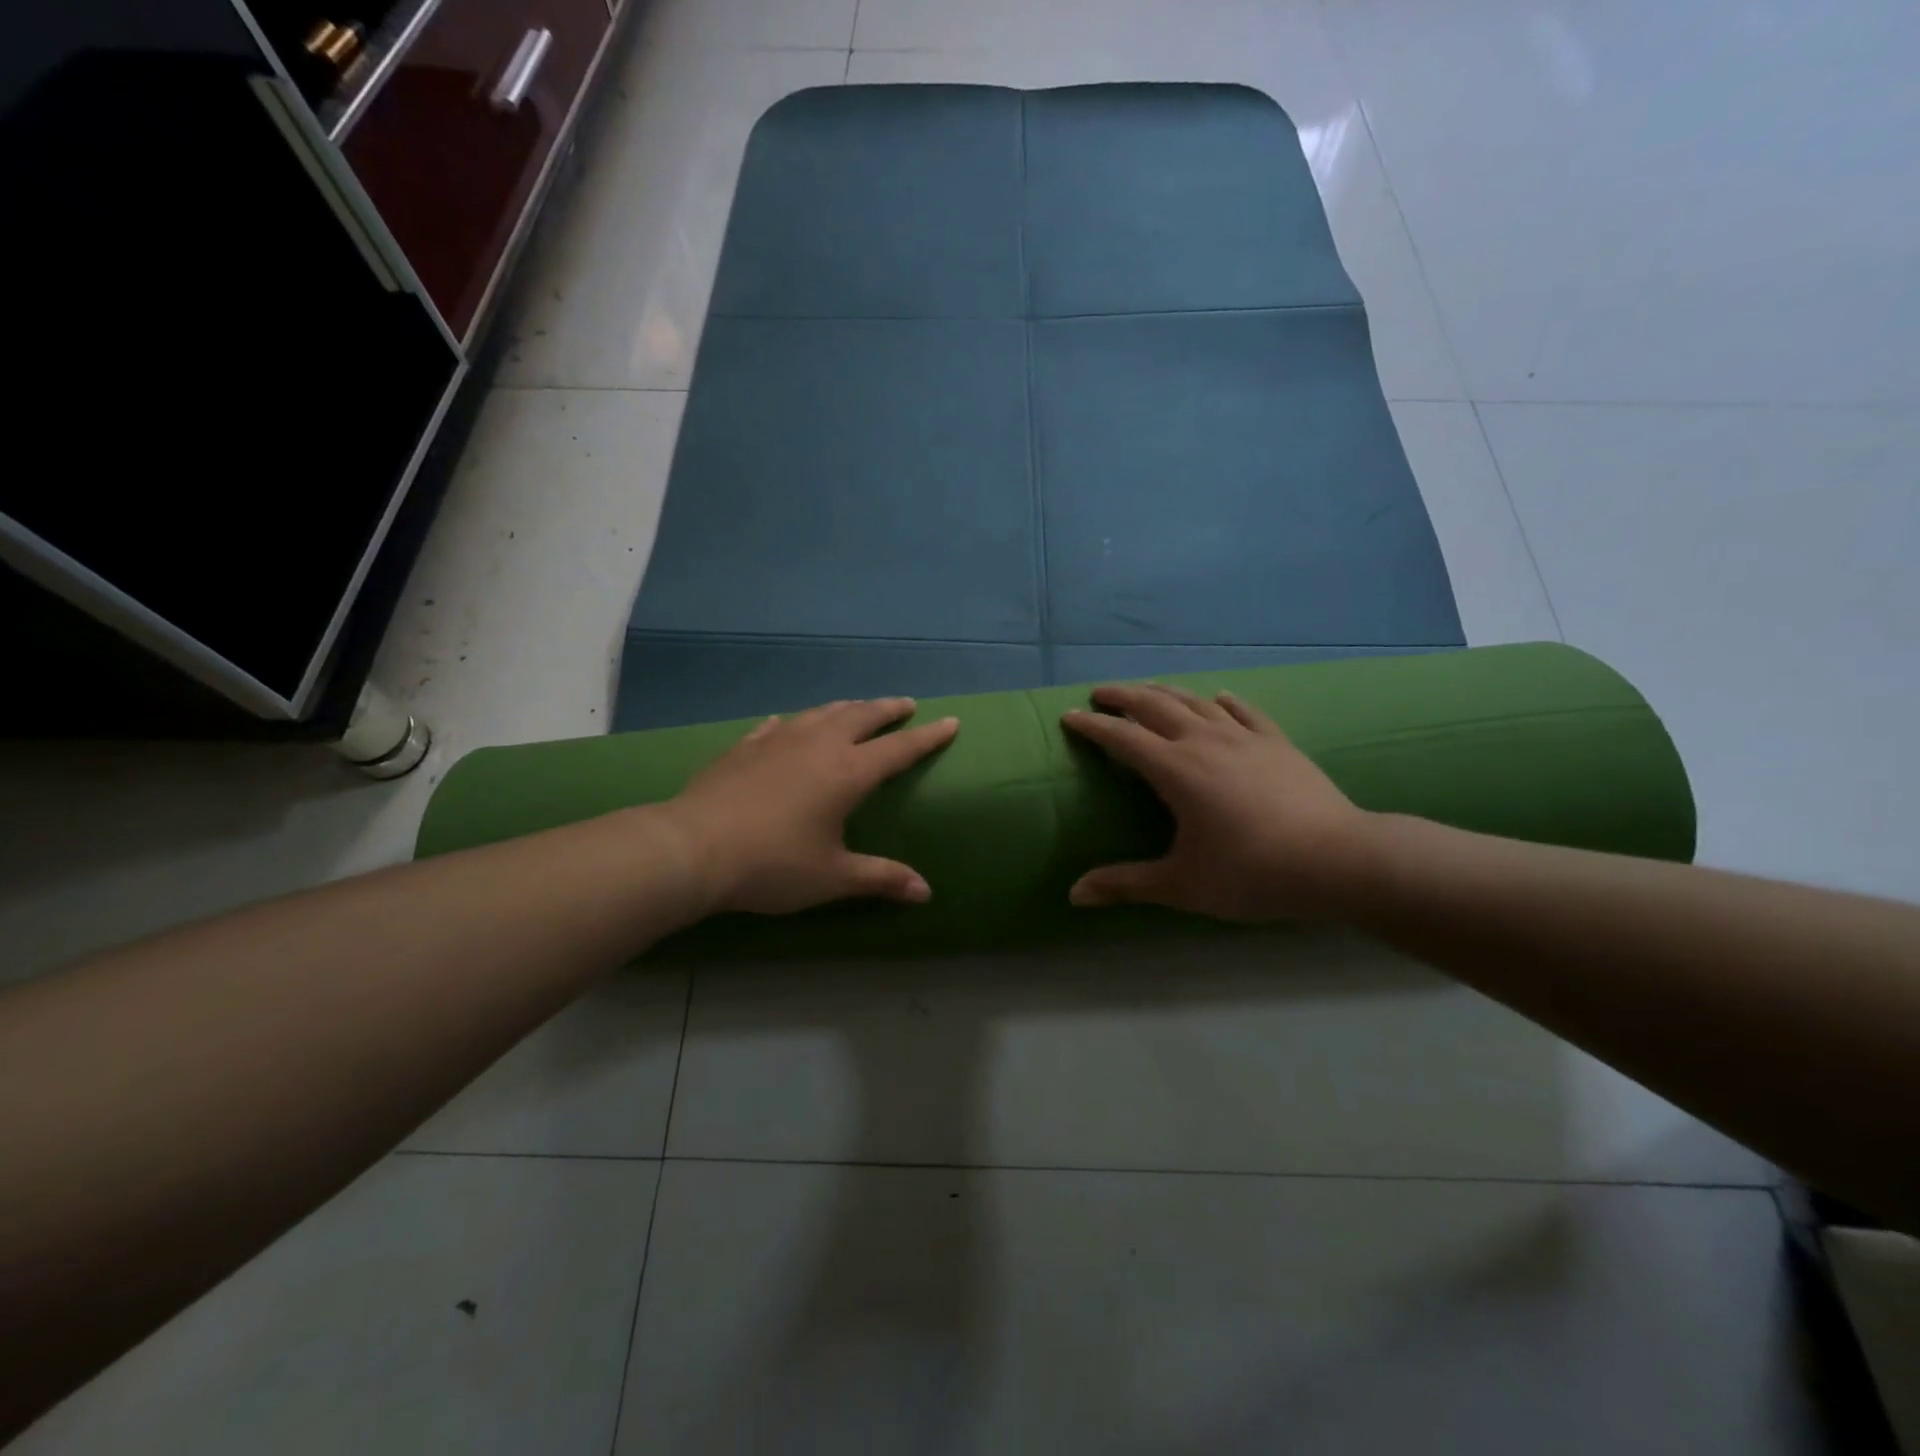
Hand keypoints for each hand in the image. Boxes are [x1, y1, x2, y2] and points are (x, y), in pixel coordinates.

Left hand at [658, 698, 958, 914]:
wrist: (693, 848)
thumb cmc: (773, 865)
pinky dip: (796, 722)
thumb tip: (926, 892)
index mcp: (848, 773)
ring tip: (858, 708)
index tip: (950, 721)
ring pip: (822, 713)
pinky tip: (788, 725)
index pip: (899, 749)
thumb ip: (881, 878)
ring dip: (847, 708)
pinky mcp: (745, 746)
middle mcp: (819, 746)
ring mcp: (779, 740)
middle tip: (906, 704)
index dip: (928, 737)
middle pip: (862, 717)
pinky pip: (778, 725)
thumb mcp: (833, 877)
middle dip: (889, 709)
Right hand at [1061, 683, 1377, 920]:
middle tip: (1100, 693)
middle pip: (1154, 705)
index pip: (1121, 738)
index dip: (1092, 726)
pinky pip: (1243, 710)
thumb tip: (1074, 894)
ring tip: (1146, 691)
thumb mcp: (1182, 885)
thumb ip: (1126, 884)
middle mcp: (1204, 741)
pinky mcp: (1277, 742)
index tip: (1068, 716)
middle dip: (1122, 696)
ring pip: (1195, 701)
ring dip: (1164, 692)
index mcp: (1175, 769)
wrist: (1338, 860)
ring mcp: (1244, 737)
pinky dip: (1223, 701)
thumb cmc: (1252, 873)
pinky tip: (1219, 697)